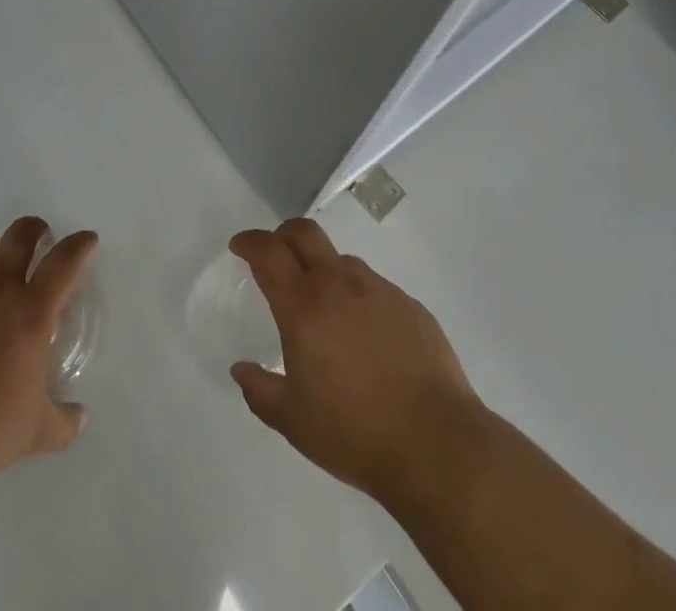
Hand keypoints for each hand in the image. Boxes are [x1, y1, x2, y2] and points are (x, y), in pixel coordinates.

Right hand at [229, 218, 481, 502]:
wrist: (435, 442)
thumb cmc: (355, 432)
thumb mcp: (294, 422)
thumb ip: (261, 391)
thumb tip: (241, 369)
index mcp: (304, 305)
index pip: (269, 253)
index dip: (250, 242)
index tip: (239, 246)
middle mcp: (339, 284)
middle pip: (305, 233)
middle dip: (283, 234)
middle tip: (274, 253)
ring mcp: (379, 290)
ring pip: (341, 261)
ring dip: (323, 270)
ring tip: (324, 307)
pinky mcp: (409, 304)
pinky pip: (374, 288)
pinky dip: (358, 298)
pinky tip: (365, 336)